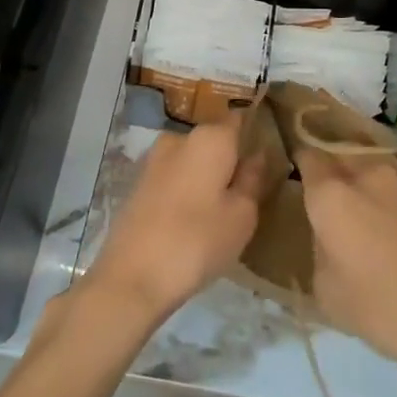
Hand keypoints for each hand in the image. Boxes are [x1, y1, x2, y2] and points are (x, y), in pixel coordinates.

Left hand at [84, 119, 267, 327]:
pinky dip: (184, 191)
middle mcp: (180, 137)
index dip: (254, 134)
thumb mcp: (241, 216)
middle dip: (229, 160)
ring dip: (205, 177)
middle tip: (245, 195)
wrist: (131, 277)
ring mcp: (154, 159)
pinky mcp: (137, 183)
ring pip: (192, 160)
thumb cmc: (197, 241)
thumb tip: (257, 155)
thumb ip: (252, 179)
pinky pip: (173, 178)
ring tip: (218, 214)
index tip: (265, 158)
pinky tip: (190, 221)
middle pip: (214, 141)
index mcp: (210, 137)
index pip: (239, 120)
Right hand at [292, 143, 396, 389]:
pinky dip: (371, 179)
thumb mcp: (330, 294)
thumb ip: (317, 251)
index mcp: (331, 190)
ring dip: (346, 161)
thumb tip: (324, 234)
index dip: (287, 141)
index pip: (301, 147)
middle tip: (301, 165)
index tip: (275, 145)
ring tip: (335, 186)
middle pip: (332, 143)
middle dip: (316, 146)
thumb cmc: (388, 308)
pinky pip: (385, 172)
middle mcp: (362, 170)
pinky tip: (371, 205)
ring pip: (360, 154)